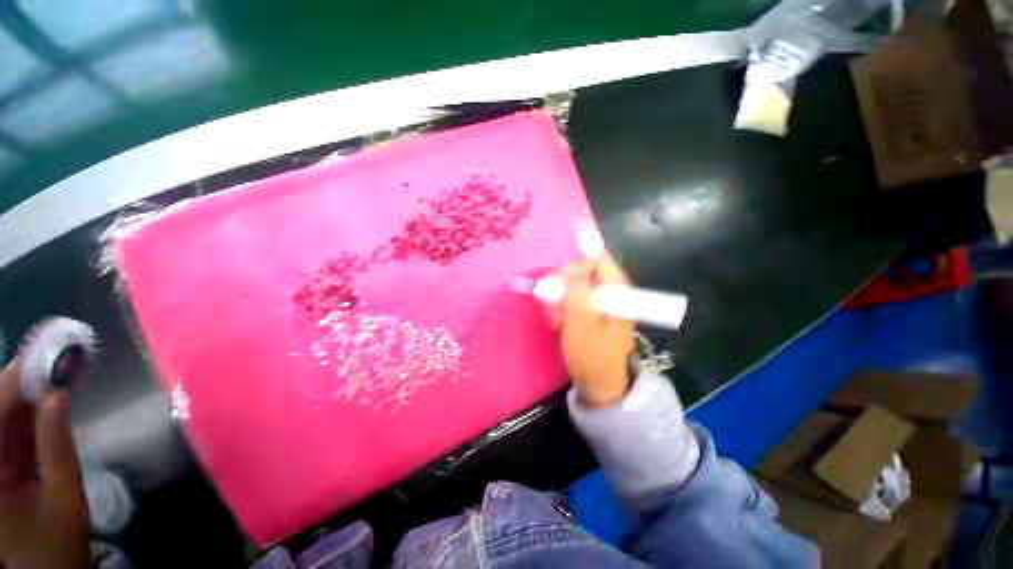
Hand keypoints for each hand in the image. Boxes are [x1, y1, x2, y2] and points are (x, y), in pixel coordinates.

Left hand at [0, 359, 88, 568]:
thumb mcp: (63, 493)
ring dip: (31, 393)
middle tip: (57, 356)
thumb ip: (58, 444)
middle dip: (24, 379)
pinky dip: (34, 411)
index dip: (18, 377)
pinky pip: (13, 429)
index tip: (47, 352)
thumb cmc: (56, 538)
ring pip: (5, 415)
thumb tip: (59, 394)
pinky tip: (53, 399)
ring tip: (61, 372)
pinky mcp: (2, 462)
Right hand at [550, 255, 635, 406]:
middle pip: (583, 271)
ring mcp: (601, 301)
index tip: (558, 283)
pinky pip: (573, 298)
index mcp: (617, 290)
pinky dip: (562, 307)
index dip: (574, 266)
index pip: (597, 258)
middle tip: (554, 305)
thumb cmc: (592, 356)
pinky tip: (559, 322)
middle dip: (564, 286)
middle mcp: (611, 291)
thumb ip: (576, 292)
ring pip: (574, 285)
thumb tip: (569, 266)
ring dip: (560, 299)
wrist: (599, 385)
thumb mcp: (581, 323)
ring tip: (557, 319)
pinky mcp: (592, 311)